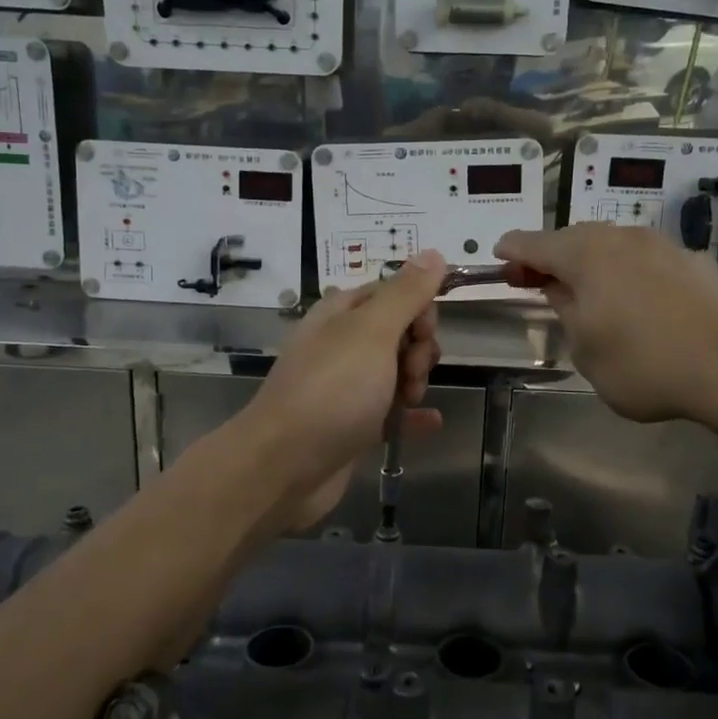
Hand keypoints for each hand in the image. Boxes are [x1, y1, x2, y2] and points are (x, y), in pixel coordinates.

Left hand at [239, 252, 447, 532]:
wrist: (284, 466)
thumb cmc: (331, 391)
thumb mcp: (372, 332)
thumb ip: (406, 293)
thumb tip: (433, 252)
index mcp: (342, 313)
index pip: (395, 293)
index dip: (419, 310)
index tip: (422, 334)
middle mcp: (342, 344)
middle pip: (400, 333)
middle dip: (418, 350)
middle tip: (410, 374)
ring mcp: (346, 386)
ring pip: (398, 371)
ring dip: (415, 382)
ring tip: (407, 401)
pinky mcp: (352, 424)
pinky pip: (392, 412)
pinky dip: (411, 415)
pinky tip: (430, 422)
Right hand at [495, 226, 717, 423]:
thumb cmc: (645, 363)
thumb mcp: (586, 350)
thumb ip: (566, 312)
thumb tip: (561, 290)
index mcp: (585, 256)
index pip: (534, 243)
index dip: (512, 250)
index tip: (499, 257)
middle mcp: (620, 238)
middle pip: (573, 238)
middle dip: (551, 256)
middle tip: (538, 280)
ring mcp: (660, 245)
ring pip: (612, 244)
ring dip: (591, 262)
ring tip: (587, 290)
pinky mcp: (692, 260)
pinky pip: (644, 258)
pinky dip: (627, 271)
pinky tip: (635, 298)